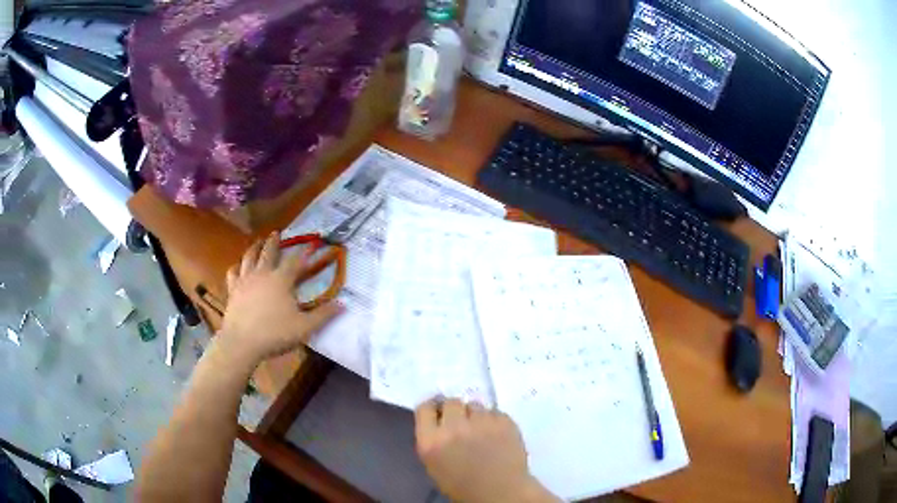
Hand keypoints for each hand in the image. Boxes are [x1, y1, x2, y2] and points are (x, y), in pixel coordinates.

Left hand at [218, 232, 341, 367]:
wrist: (242, 342)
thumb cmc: (275, 333)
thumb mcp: (304, 327)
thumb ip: (323, 315)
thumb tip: (343, 305)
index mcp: (281, 280)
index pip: (295, 261)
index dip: (304, 253)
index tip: (311, 244)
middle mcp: (262, 273)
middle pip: (268, 251)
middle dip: (274, 241)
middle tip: (277, 233)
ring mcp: (244, 280)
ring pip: (248, 257)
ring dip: (254, 247)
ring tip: (257, 242)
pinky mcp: (232, 289)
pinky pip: (233, 272)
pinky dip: (237, 266)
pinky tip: (238, 267)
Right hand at [415, 399, 557, 502]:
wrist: (501, 492)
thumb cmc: (464, 486)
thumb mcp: (435, 465)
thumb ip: (433, 440)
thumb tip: (439, 422)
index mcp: (431, 441)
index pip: (425, 408)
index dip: (433, 409)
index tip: (438, 413)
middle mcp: (454, 427)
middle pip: (451, 402)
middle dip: (456, 410)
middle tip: (462, 423)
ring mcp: (481, 422)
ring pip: (475, 405)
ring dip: (476, 415)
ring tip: (482, 430)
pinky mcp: (504, 421)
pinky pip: (495, 411)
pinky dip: (494, 420)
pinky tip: (496, 434)